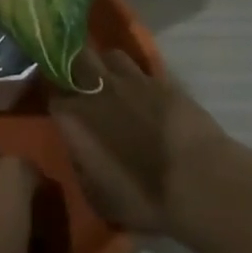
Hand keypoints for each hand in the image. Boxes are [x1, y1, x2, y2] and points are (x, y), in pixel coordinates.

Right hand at [52, 46, 227, 236]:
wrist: (198, 183)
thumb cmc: (143, 197)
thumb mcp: (98, 196)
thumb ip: (82, 165)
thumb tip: (80, 151)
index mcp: (75, 117)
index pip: (53, 95)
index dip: (57, 101)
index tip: (62, 111)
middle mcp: (98, 90)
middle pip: (76, 58)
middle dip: (75, 65)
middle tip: (81, 82)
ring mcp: (132, 81)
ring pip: (111, 55)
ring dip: (108, 66)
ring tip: (115, 83)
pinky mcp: (163, 81)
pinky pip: (142, 70)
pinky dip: (139, 78)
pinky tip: (145, 94)